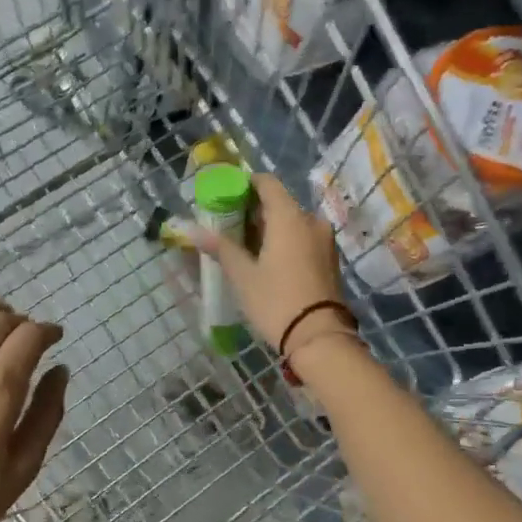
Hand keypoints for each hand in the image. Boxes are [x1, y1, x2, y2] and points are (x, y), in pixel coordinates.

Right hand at [193, 173, 346, 351]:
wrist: (320, 338)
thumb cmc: (277, 301)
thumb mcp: (243, 276)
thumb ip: (220, 248)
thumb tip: (191, 229)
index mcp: (290, 216)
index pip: (266, 183)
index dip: (245, 185)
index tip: (225, 199)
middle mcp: (311, 220)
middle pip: (279, 203)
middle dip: (254, 211)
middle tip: (228, 228)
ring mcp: (324, 240)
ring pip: (292, 223)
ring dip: (269, 229)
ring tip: (244, 248)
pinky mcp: (330, 259)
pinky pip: (303, 238)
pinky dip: (285, 242)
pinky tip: (267, 261)